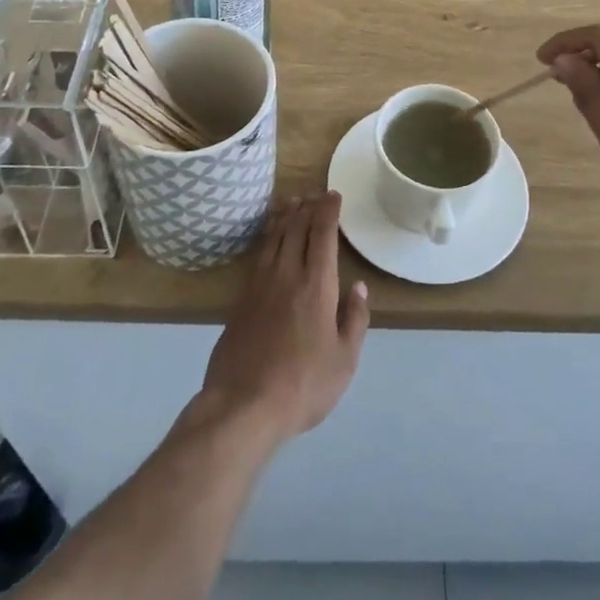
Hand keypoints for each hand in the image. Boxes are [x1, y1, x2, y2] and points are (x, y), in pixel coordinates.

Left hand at [199, 193, 368, 444]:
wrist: (243, 405)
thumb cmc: (303, 384)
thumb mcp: (345, 360)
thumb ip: (355, 319)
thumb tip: (359, 288)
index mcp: (316, 285)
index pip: (323, 235)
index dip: (328, 211)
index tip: (333, 195)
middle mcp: (287, 274)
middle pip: (296, 229)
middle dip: (307, 207)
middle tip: (314, 194)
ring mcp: (259, 285)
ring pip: (273, 238)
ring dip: (285, 216)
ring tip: (291, 202)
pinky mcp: (240, 299)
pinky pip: (258, 255)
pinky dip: (266, 237)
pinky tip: (269, 238)